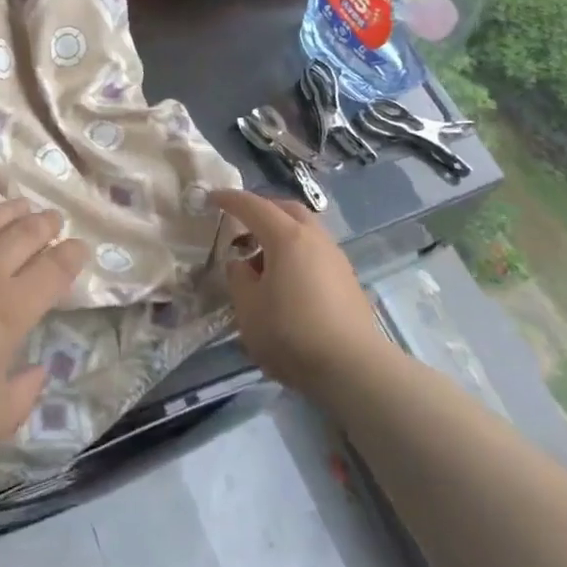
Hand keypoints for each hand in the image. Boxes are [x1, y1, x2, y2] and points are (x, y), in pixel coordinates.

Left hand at [0, 200, 87, 467]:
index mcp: (10, 309)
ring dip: (11, 210)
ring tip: (22, 207)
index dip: (73, 255)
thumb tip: (39, 370)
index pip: (54, 269)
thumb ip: (26, 393)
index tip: (79, 249)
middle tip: (55, 221)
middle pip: (25, 233)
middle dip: (47, 224)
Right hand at [212, 189, 385, 395]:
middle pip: (286, 210)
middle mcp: (314, 238)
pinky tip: (287, 281)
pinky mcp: (348, 279)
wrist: (354, 369)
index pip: (253, 206)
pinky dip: (296, 253)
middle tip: (240, 226)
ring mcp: (335, 257)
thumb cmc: (292, 335)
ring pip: (305, 230)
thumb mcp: (248, 310)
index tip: (211, 198)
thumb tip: (241, 263)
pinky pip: (315, 251)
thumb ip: (239, 278)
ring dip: (281, 234)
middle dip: (261, 211)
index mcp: (287, 238)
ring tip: (262, 260)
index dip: (230, 200)